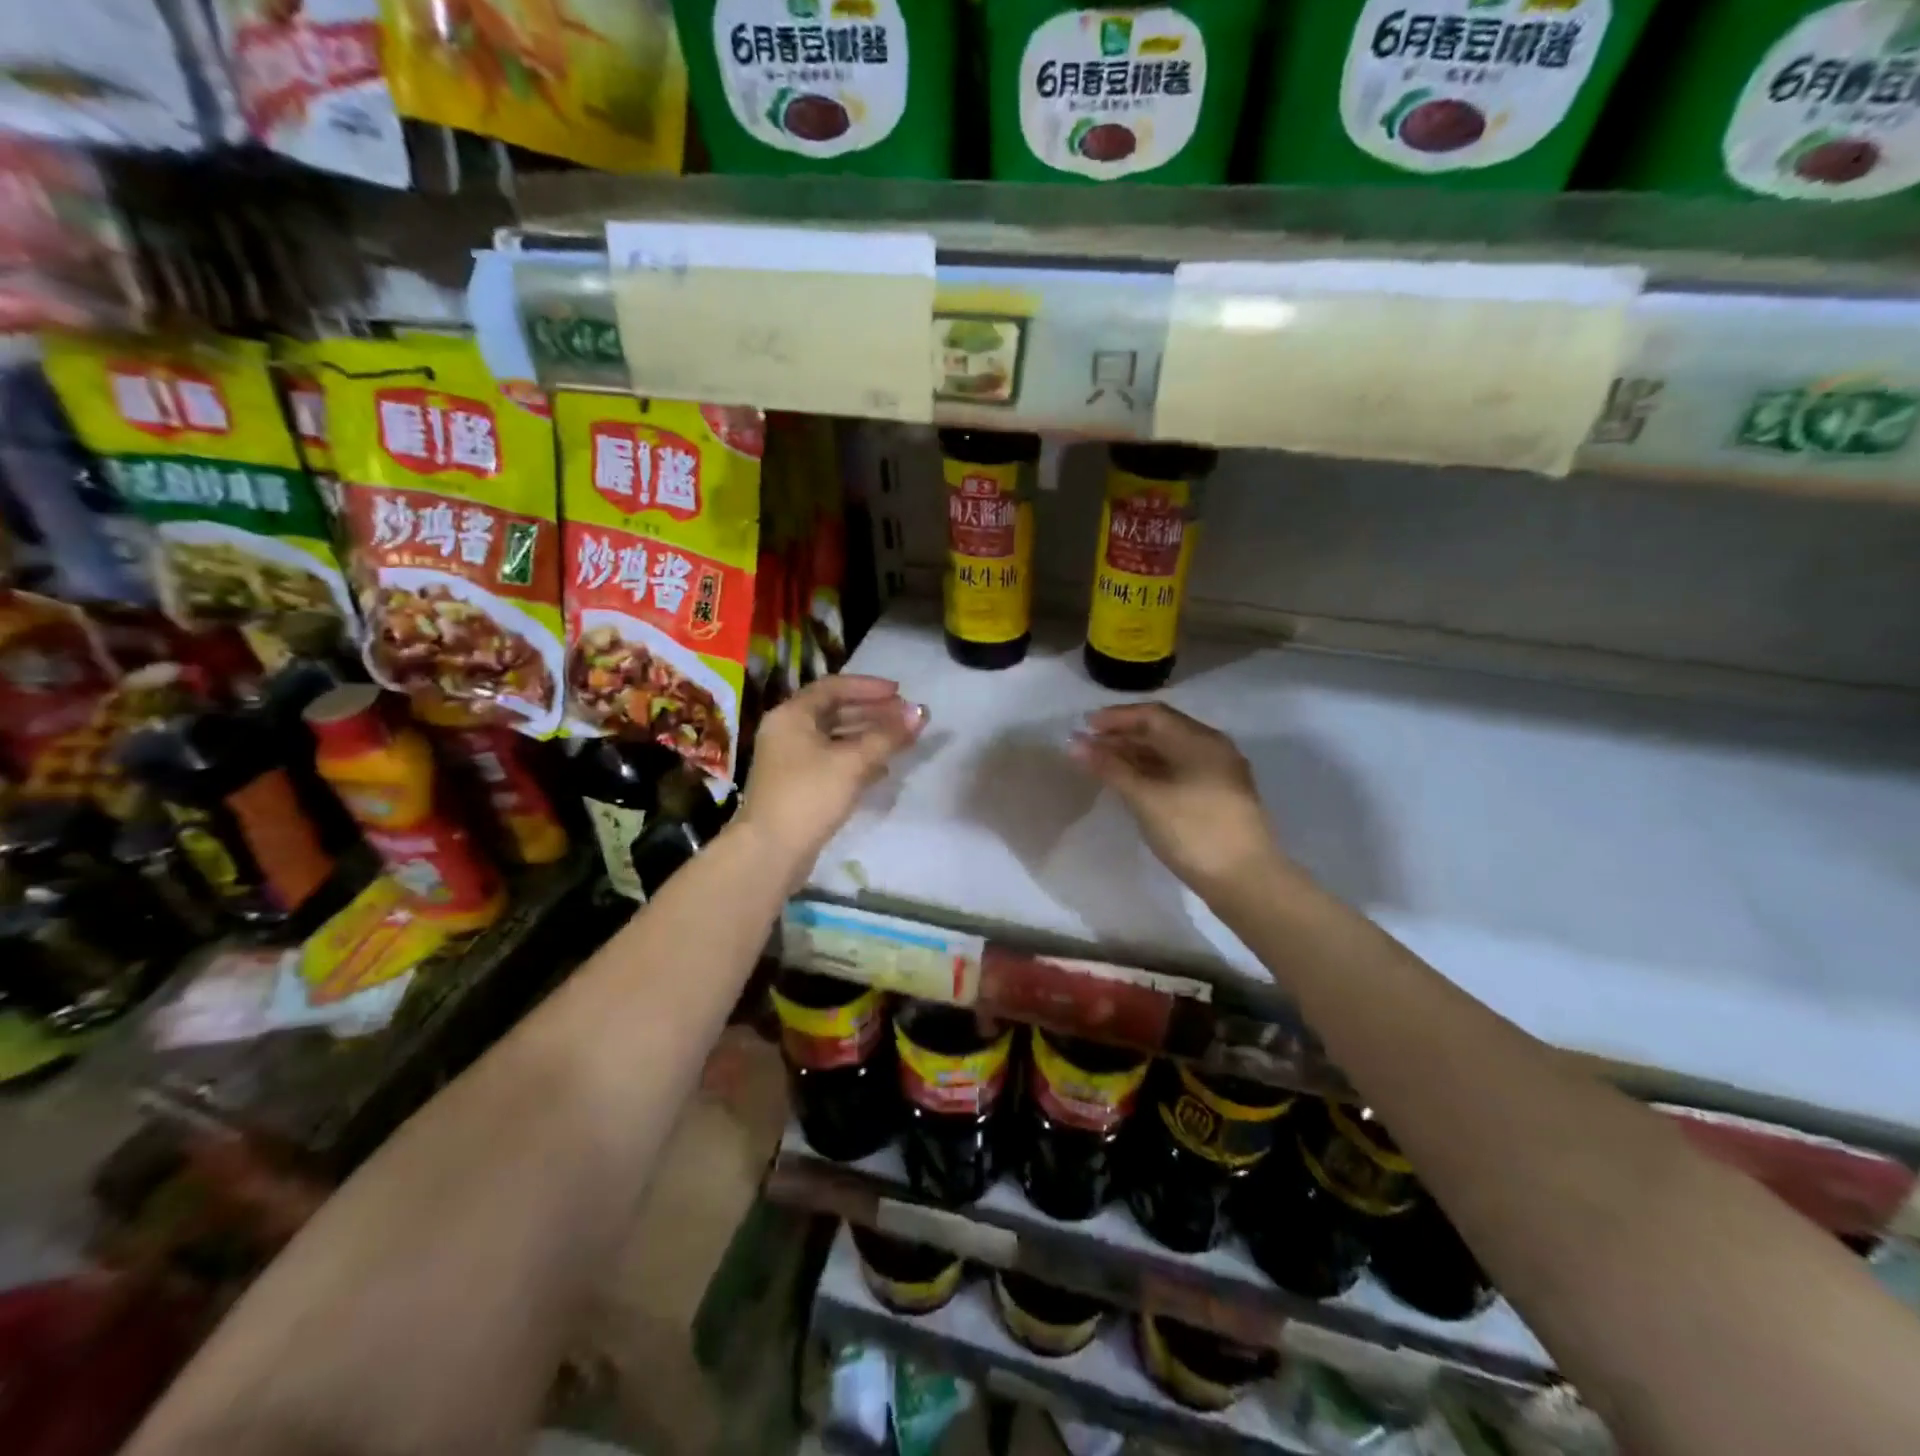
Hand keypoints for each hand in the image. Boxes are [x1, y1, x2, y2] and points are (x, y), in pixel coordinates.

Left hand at [738, 675, 926, 877]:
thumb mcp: (853, 762)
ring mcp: (791, 760)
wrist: (771, 851)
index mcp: (792, 715)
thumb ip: (888, 736)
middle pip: (835, 712)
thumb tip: (921, 713)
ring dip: (868, 737)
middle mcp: (787, 731)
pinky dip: (857, 760)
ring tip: (901, 741)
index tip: (900, 694)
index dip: (869, 687)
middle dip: (873, 713)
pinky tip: (883, 770)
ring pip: (835, 739)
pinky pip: (832, 761)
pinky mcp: (798, 786)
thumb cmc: (810, 795)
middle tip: (906, 718)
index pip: (834, 687)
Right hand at [1069, 702, 1285, 899]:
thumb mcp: (1146, 798)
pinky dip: (1151, 772)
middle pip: (1162, 731)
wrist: (1246, 881)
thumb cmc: (1194, 831)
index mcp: (1200, 740)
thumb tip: (1075, 744)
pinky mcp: (1218, 798)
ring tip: (1102, 765)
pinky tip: (1131, 784)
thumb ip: (1110, 768)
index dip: (1116, 718)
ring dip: (1136, 755)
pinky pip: (1178, 772)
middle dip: (1123, 736)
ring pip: (1170, 753)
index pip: (1152, 715)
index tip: (1084, 725)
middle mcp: (1212, 749)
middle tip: (1087, 747)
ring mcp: (1218, 774)